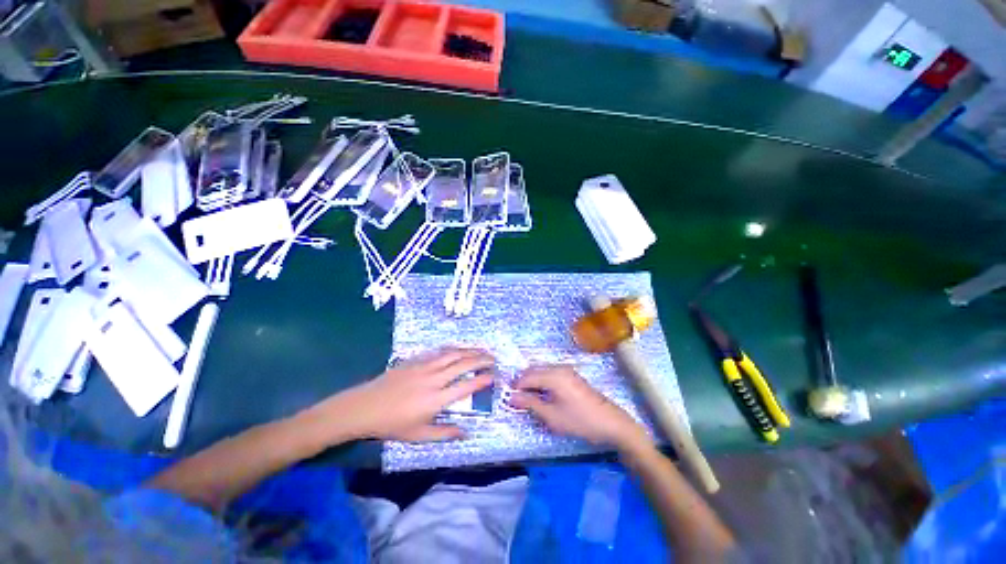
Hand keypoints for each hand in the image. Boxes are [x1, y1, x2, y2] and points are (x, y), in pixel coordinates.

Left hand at [327, 348, 494, 441]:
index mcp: (436, 399)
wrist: (364, 407)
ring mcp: (424, 366)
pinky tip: (459, 348)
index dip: (482, 379)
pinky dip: (453, 348)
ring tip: (482, 350)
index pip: (466, 386)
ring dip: (470, 350)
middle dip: (481, 359)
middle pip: (463, 364)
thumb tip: (466, 432)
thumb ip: (444, 433)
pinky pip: (439, 351)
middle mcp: (434, 379)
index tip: (493, 376)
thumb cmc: (392, 425)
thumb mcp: (418, 435)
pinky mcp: (415, 360)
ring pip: (453, 354)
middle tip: (493, 359)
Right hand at [510, 366, 650, 450]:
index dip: (515, 388)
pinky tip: (544, 398)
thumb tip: (510, 397)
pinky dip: (542, 384)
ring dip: (532, 384)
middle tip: (518, 403)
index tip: (509, 402)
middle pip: (533, 371)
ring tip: (530, 402)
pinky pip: (550, 375)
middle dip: (523, 385)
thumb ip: (529, 404)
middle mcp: (558, 367)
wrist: (611, 423)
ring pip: (541, 372)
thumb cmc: (580, 421)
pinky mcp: (571, 376)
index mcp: (553, 374)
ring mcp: (566, 370)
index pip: (526, 376)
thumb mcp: (552, 416)